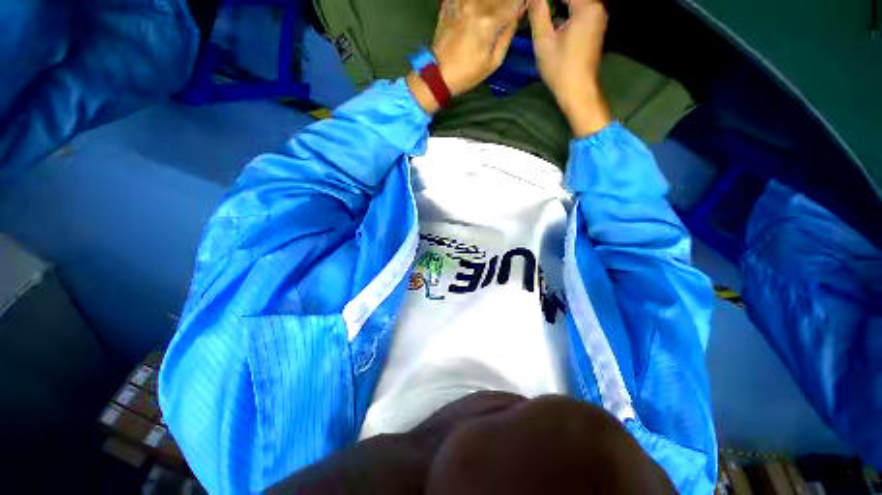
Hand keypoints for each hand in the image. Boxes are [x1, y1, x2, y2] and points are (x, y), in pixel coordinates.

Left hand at [410, 0, 524, 111]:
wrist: (438, 74)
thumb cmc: (467, 73)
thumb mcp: (494, 62)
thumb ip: (508, 33)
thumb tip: (519, 11)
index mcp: (489, 21)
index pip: (514, 0)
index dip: (521, 3)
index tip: (522, 8)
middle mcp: (476, 4)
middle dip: (506, 3)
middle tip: (507, 11)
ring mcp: (461, 0)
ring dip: (492, 3)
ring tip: (489, 18)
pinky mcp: (450, 1)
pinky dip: (476, 3)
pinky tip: (476, 12)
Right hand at [529, 0, 611, 135]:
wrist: (578, 91)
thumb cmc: (560, 68)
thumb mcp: (544, 40)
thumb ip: (538, 11)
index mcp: (587, 6)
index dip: (544, 0)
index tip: (533, 4)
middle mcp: (597, 7)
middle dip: (551, 3)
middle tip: (536, 9)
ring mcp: (598, 18)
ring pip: (574, 5)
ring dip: (557, 8)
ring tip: (541, 14)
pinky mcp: (595, 29)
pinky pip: (579, 12)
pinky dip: (565, 14)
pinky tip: (553, 23)